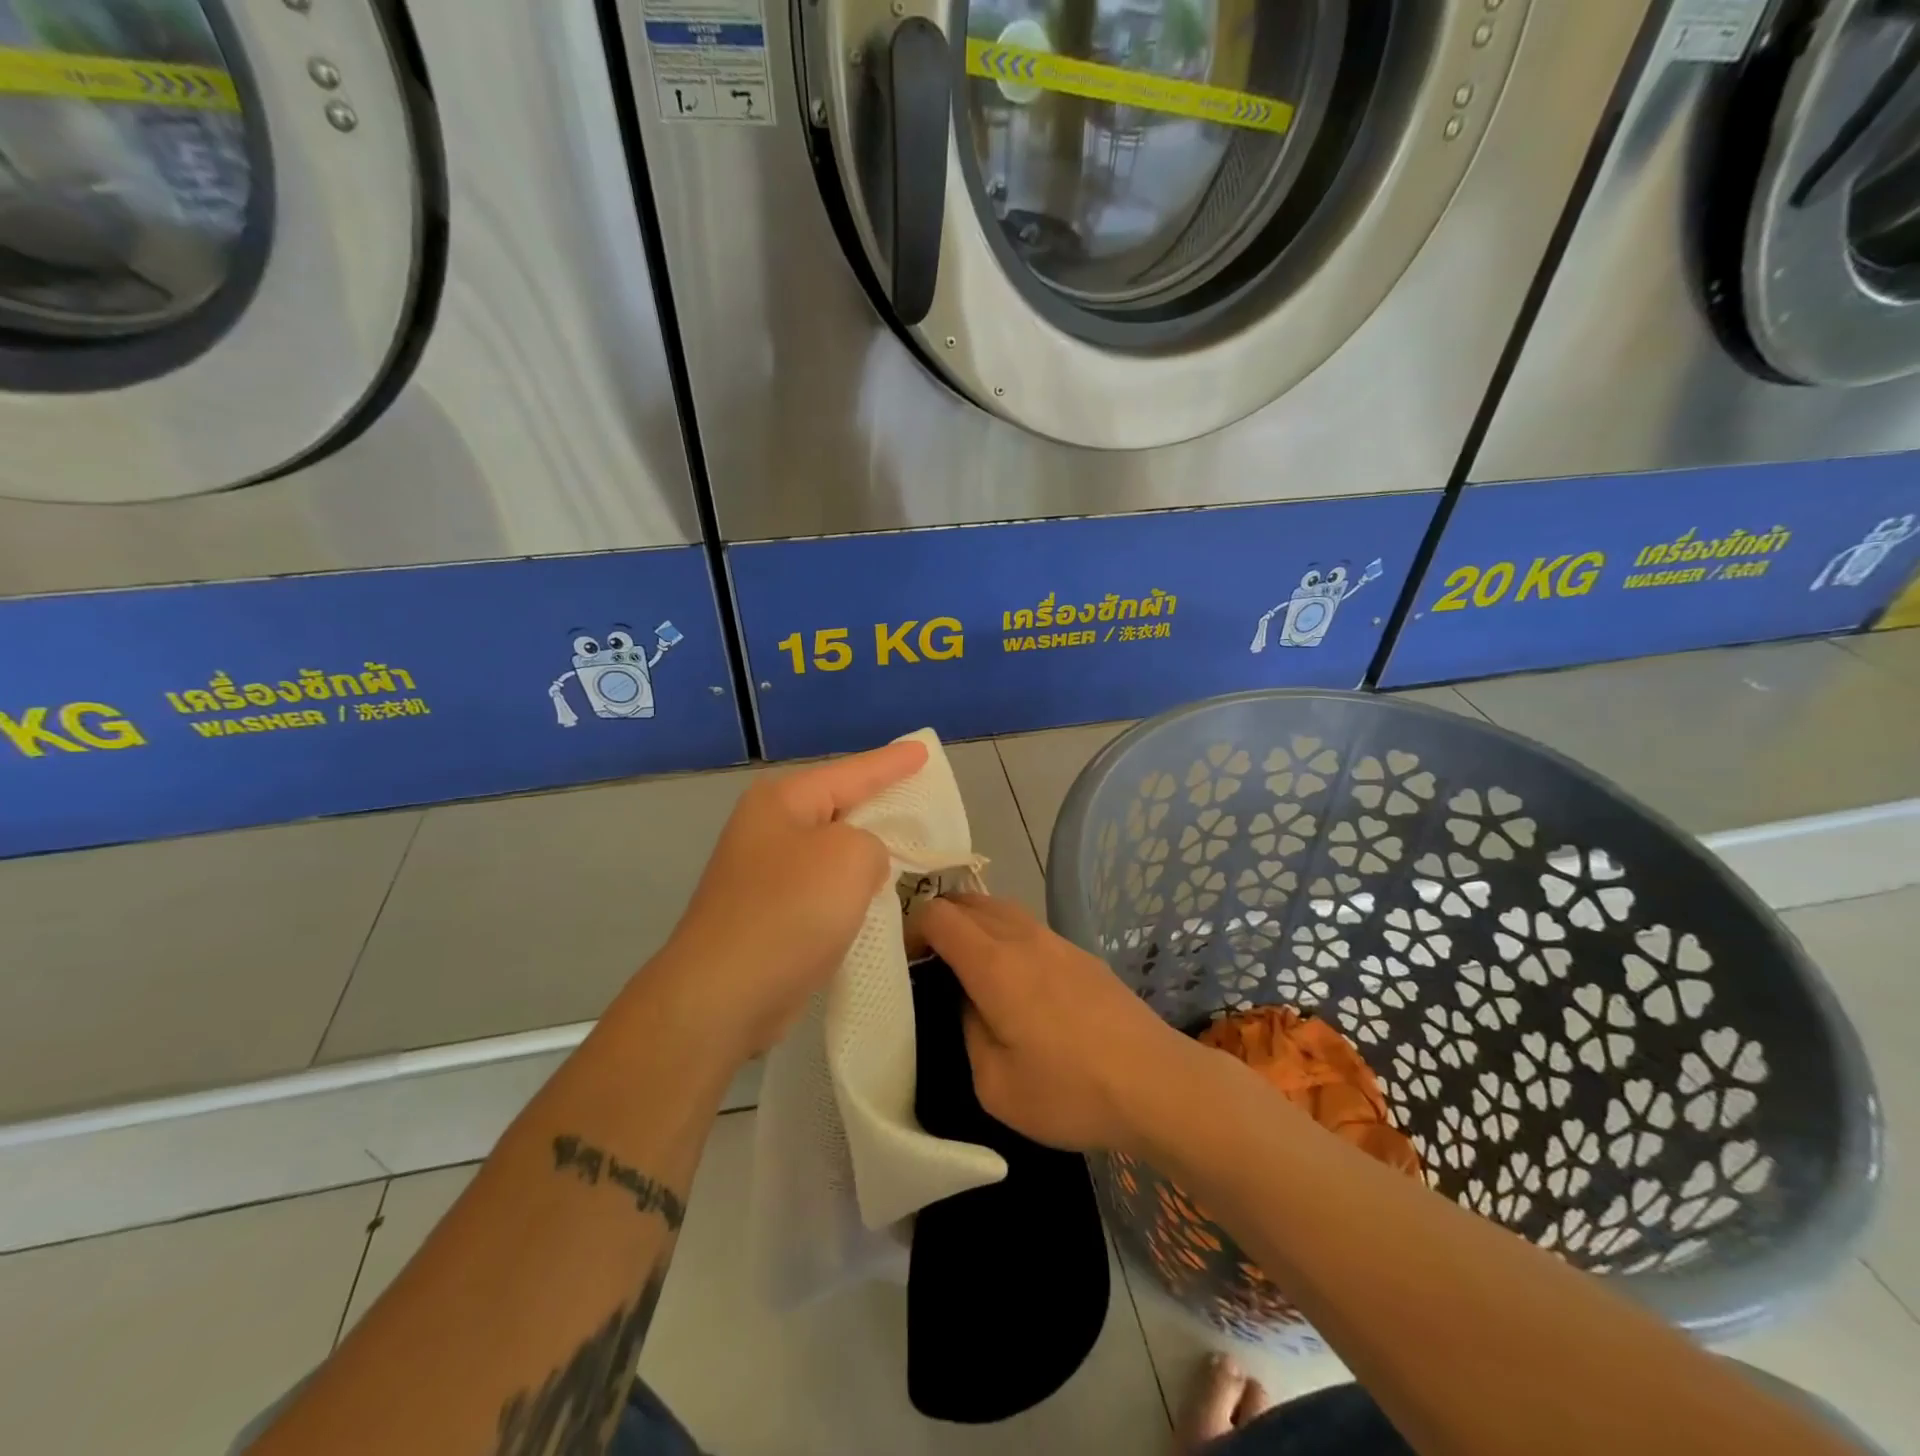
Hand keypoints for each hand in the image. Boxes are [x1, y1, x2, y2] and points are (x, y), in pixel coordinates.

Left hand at [651, 739, 928, 1060]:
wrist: (723, 997)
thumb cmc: (790, 912)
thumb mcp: (850, 857)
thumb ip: (874, 843)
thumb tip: (862, 865)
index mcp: (783, 800)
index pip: (853, 771)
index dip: (893, 762)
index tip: (925, 750)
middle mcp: (770, 828)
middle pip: (840, 806)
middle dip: (881, 803)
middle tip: (922, 797)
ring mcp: (765, 872)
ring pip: (833, 849)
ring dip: (868, 852)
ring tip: (909, 846)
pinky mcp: (770, 913)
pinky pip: (824, 886)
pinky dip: (851, 889)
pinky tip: (876, 896)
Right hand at [909, 893, 1201, 1154]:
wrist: (1157, 1084)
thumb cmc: (1070, 1091)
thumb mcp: (995, 1084)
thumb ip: (968, 1031)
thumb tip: (970, 1002)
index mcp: (994, 963)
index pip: (939, 914)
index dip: (911, 928)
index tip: (903, 960)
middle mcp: (1023, 937)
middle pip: (968, 900)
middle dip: (939, 919)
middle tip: (928, 961)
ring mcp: (1057, 940)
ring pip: (1001, 908)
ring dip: (974, 924)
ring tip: (966, 966)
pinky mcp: (1081, 954)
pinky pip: (1028, 926)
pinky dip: (1004, 935)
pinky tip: (1013, 978)